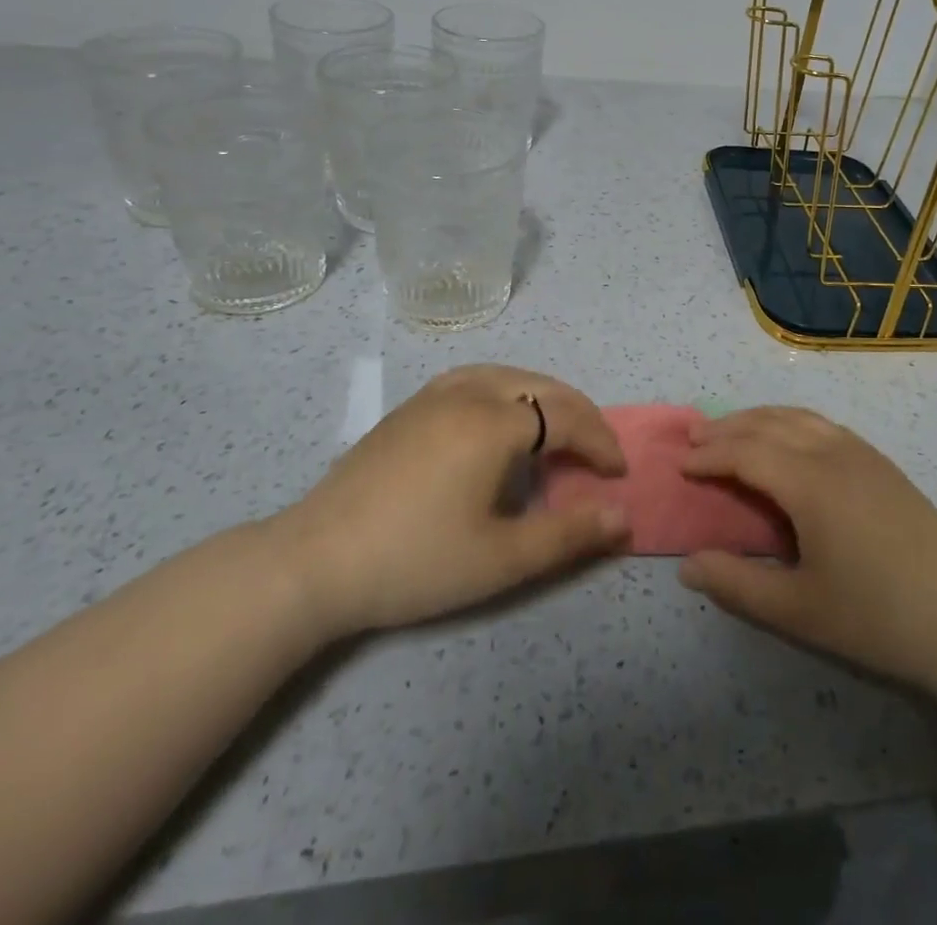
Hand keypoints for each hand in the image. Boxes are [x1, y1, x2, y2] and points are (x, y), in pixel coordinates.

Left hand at [267, 365, 628, 638]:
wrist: (313, 561)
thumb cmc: (415, 561)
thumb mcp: (501, 559)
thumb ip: (569, 534)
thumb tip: (623, 516)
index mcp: (495, 423)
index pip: (567, 417)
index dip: (601, 441)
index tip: (618, 474)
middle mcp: (470, 393)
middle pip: (543, 387)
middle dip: (581, 415)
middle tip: (598, 453)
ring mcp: (435, 394)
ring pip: (509, 375)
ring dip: (545, 397)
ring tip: (558, 432)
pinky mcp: (410, 407)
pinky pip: (477, 379)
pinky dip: (509, 391)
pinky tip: (500, 420)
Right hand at [677, 407, 936, 713]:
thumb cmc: (876, 618)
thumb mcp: (797, 611)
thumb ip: (736, 584)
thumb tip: (687, 566)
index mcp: (810, 483)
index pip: (746, 452)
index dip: (710, 455)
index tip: (681, 466)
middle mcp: (833, 453)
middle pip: (769, 424)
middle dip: (727, 428)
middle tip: (694, 438)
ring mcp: (863, 453)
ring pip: (798, 417)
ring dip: (759, 418)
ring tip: (731, 431)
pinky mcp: (882, 463)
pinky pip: (823, 425)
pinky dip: (790, 422)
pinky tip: (786, 440)